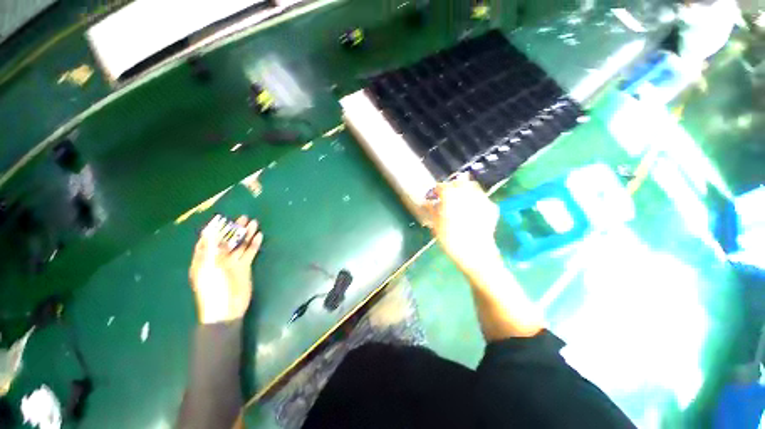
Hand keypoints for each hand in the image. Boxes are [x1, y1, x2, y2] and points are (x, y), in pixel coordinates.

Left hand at [189, 215, 262, 323]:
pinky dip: (254, 244)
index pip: (208, 240)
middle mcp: (218, 258)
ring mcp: (232, 262)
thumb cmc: (213, 289)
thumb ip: (211, 248)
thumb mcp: (209, 267)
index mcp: (205, 259)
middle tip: (244, 218)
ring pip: (240, 244)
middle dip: (235, 229)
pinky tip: (259, 236)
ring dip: (246, 234)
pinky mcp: (244, 267)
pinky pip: (250, 252)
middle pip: (227, 240)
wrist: (227, 309)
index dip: (215, 229)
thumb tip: (210, 231)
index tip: (222, 218)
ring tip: (254, 223)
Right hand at [425, 174, 500, 274]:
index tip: (434, 196)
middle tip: (447, 196)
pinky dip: (475, 198)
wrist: (476, 254)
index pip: (442, 186)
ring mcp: (481, 199)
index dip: (436, 190)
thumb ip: (432, 210)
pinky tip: (472, 208)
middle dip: (451, 186)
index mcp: (450, 197)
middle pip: (458, 182)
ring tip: (459, 199)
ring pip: (472, 186)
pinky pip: (482, 197)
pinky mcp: (491, 207)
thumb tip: (427, 202)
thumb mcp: (436, 226)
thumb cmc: (451, 241)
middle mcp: (466, 193)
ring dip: (464, 189)